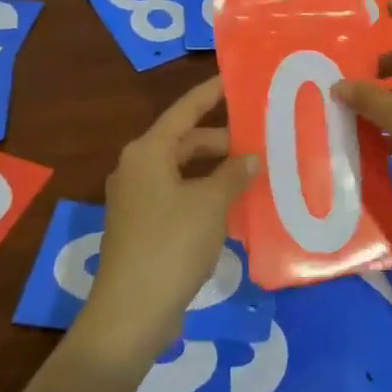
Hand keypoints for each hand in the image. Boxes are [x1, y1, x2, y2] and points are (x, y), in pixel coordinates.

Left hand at [77, 75, 258, 368]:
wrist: (131, 312)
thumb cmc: (172, 244)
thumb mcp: (211, 204)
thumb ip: (232, 174)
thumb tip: (249, 156)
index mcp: (148, 151)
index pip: (186, 110)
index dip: (211, 92)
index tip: (235, 78)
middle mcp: (138, 168)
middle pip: (186, 141)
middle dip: (222, 141)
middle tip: (260, 140)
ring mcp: (138, 199)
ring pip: (183, 171)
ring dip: (216, 171)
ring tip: (253, 173)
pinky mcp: (142, 226)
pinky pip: (179, 196)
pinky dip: (204, 195)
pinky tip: (233, 207)